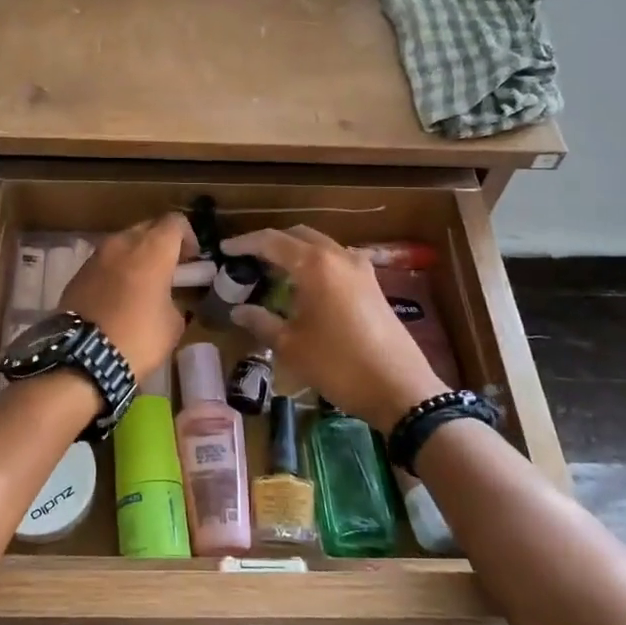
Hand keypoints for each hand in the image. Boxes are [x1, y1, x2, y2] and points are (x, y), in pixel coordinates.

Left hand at [59, 213, 198, 382]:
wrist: (84, 357)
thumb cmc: (139, 337)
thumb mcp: (173, 323)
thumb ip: (173, 299)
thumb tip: (165, 299)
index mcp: (152, 249)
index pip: (175, 222)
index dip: (187, 237)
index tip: (190, 260)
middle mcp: (122, 243)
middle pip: (147, 228)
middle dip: (160, 244)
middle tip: (168, 270)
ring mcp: (96, 256)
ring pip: (122, 244)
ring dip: (135, 257)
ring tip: (141, 285)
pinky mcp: (77, 274)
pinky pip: (104, 263)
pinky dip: (115, 272)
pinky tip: (117, 298)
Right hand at [223, 227, 447, 431]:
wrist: (400, 388)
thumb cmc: (338, 364)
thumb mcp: (291, 346)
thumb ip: (261, 322)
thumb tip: (237, 310)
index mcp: (315, 264)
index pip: (272, 241)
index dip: (245, 243)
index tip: (225, 250)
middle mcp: (339, 256)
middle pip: (299, 236)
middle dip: (272, 243)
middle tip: (249, 259)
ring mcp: (361, 269)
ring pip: (321, 247)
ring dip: (296, 253)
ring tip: (274, 274)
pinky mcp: (373, 285)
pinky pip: (337, 262)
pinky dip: (316, 265)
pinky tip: (306, 289)